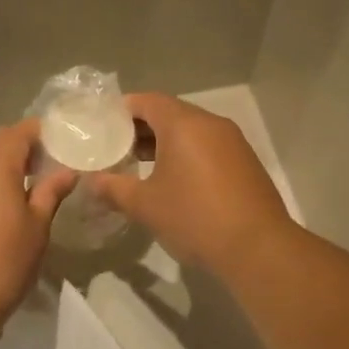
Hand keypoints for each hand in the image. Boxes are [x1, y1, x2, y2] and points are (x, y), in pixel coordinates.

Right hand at [90, 94, 293, 276]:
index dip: (122, 110)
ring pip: (192, 132)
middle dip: (142, 128)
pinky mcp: (246, 163)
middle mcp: (211, 124)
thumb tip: (91, 182)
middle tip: (117, 148)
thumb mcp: (145, 205)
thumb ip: (113, 189)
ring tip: (140, 166)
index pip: (148, 101)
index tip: (103, 126)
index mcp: (184, 124)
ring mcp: (233, 143)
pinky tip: (175, 182)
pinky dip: (187, 156)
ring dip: (165, 144)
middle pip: (171, 114)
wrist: (257, 247)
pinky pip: (209, 148)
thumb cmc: (194, 218)